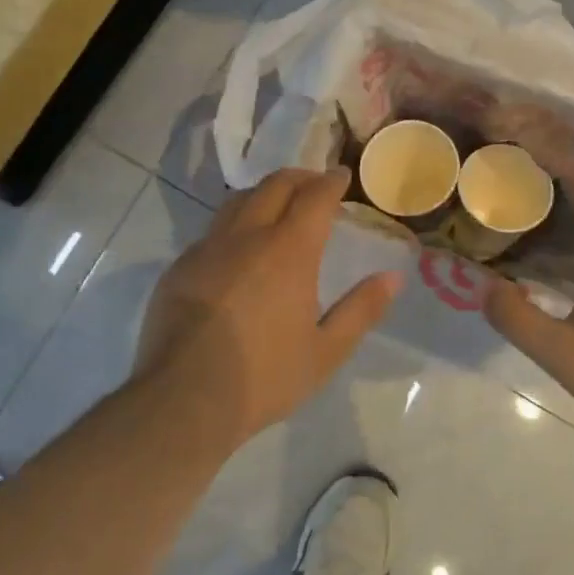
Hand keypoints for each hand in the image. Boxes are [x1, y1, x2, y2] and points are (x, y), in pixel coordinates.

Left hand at [135, 167, 402, 443]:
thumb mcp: (326, 351)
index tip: (342, 176)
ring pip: (238, 201)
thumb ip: (362, 309)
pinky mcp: (180, 267)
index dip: (331, 181)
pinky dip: (234, 225)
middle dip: (299, 177)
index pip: (314, 196)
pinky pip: (212, 231)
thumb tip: (393, 277)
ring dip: (264, 194)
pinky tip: (238, 249)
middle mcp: (247, 236)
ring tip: (278, 207)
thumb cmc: (265, 376)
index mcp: (289, 250)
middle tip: (315, 184)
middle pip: (274, 185)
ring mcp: (207, 248)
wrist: (184, 399)